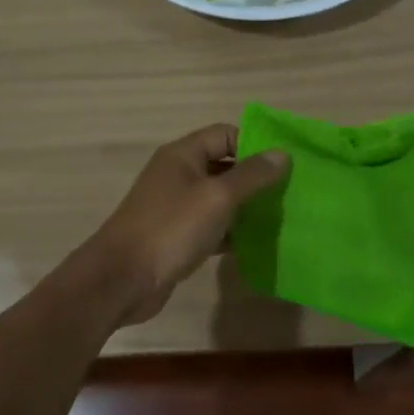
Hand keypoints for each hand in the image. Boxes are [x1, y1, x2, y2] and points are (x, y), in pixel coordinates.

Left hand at [89, 125, 288, 325]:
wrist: (122, 280)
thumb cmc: (171, 229)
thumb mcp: (217, 197)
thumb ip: (252, 175)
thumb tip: (282, 154)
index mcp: (183, 155)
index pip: (226, 134)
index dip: (255, 144)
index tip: (286, 164)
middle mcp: (179, 175)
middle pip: (225, 165)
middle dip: (256, 178)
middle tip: (290, 192)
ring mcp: (177, 207)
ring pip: (221, 199)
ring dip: (247, 207)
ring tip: (282, 218)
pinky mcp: (178, 237)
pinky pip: (213, 226)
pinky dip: (233, 232)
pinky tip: (257, 244)